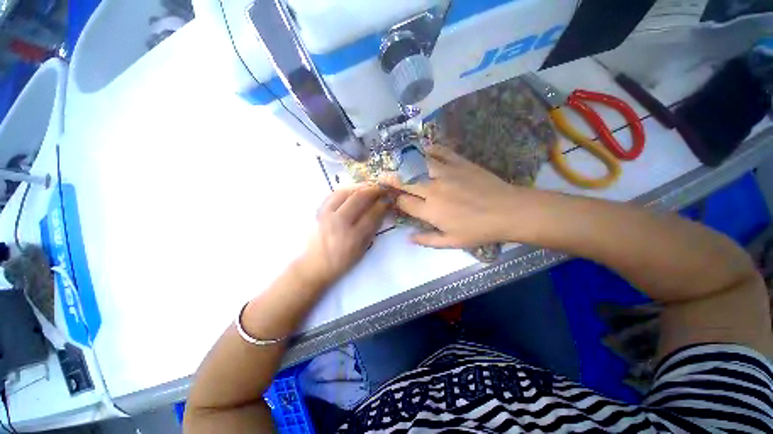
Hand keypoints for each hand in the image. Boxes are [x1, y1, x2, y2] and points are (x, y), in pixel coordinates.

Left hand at [297, 185, 388, 286]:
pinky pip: (333, 193)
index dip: (383, 205)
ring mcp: (327, 214)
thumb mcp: (362, 250)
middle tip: (383, 189)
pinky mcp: (319, 211)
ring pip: (346, 192)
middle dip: (374, 190)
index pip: (372, 214)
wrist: (314, 264)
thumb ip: (372, 230)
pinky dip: (346, 189)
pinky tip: (354, 189)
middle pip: (359, 198)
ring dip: (361, 186)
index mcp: (353, 237)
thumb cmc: (341, 261)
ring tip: (370, 186)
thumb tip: (381, 212)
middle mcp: (339, 222)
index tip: (389, 200)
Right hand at [381, 145, 535, 247]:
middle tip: (382, 175)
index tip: (390, 198)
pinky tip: (423, 151)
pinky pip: (439, 151)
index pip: (403, 202)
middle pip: (404, 180)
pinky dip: (428, 149)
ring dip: (403, 162)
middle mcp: (432, 189)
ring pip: (417, 163)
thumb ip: (427, 240)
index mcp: (430, 210)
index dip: (394, 199)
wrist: (508, 211)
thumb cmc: (479, 230)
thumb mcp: (452, 242)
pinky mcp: (459, 162)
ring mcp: (445, 173)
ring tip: (396, 161)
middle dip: (390, 178)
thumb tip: (408, 238)